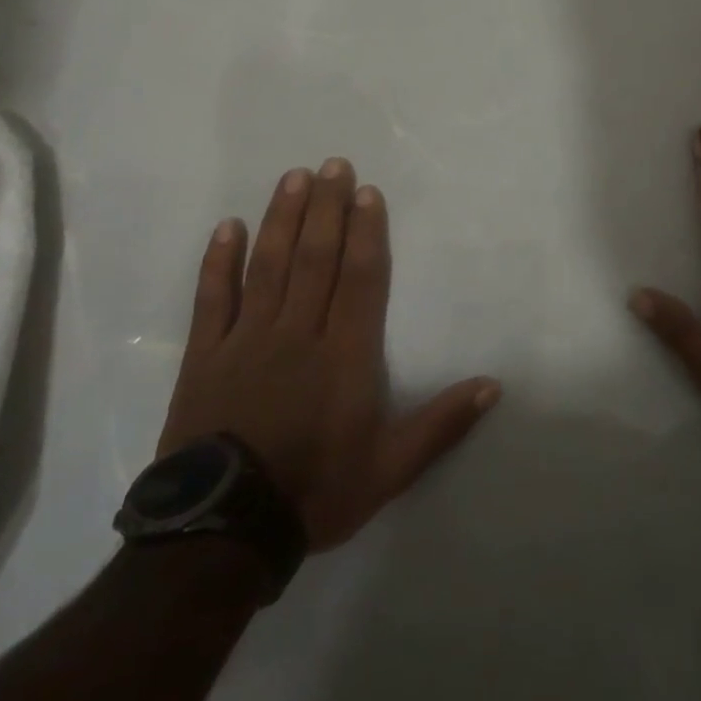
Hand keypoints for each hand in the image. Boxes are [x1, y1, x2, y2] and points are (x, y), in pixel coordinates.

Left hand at [157, 160, 499, 550]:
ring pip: (268, 266)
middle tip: (333, 164)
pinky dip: (219, 262)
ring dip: (282, 218)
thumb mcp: (390, 469)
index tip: (367, 192)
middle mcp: (298, 334)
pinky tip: (227, 227)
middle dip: (327, 208)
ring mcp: (248, 341)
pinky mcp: (206, 357)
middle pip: (316, 257)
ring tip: (293, 178)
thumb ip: (442, 424)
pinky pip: (213, 300)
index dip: (366, 232)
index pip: (361, 278)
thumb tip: (494, 386)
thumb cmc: (315, 492)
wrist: (221, 535)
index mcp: (345, 355)